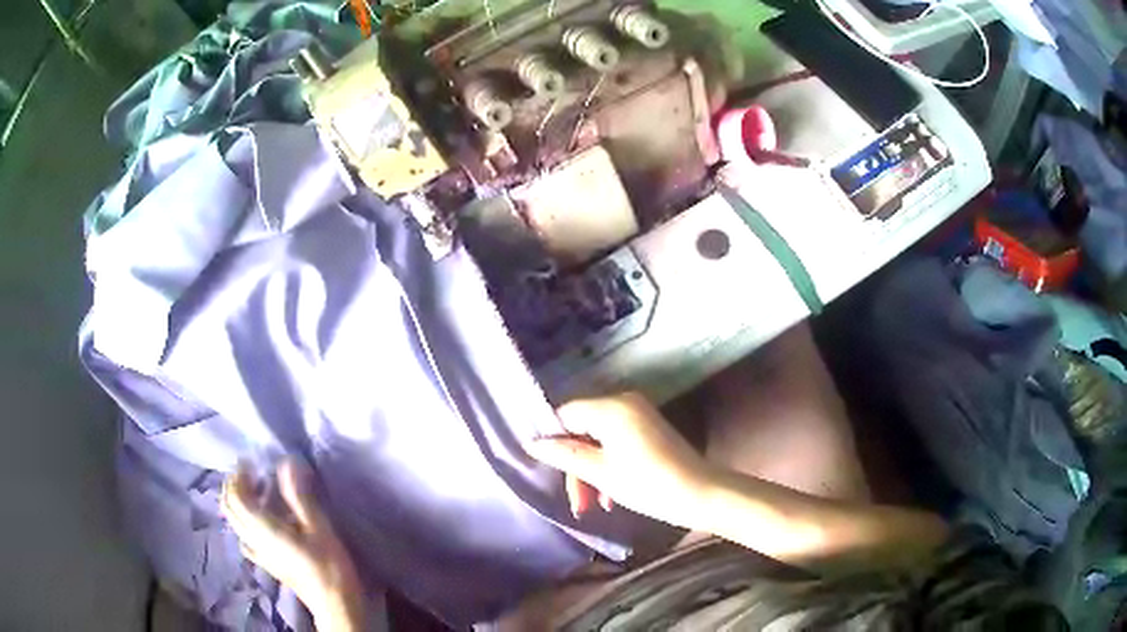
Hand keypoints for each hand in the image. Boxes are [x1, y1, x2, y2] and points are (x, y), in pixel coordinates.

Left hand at [222, 458, 366, 630]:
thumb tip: (286, 462)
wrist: (333, 602)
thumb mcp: (318, 526)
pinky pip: (245, 537)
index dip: (239, 475)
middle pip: (230, 508)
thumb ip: (299, 495)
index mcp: (262, 528)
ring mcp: (258, 552)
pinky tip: (260, 524)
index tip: (251, 461)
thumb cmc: (328, 564)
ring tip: (256, 491)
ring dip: (238, 502)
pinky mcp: (266, 562)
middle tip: (249, 472)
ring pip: (235, 522)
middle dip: (234, 486)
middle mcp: (253, 538)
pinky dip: (246, 523)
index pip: (236, 496)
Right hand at [526, 393, 713, 528]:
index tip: (548, 471)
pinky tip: (610, 496)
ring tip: (593, 505)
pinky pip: (616, 442)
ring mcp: (639, 415)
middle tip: (578, 502)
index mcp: (611, 407)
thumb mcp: (601, 473)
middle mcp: (624, 402)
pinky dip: (608, 466)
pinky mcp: (649, 429)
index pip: (565, 413)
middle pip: (582, 428)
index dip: (553, 440)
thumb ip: (565, 455)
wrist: (702, 494)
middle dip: (575, 466)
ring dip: (591, 472)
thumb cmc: (649, 484)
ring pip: (598, 440)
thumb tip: (532, 443)